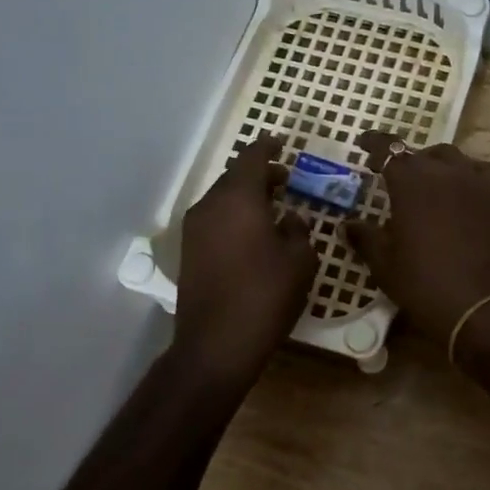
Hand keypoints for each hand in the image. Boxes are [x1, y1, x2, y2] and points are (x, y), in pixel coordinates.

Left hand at [172, 135, 318, 382]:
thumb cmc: (266, 295)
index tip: (282, 144)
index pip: (252, 157)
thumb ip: (298, 229)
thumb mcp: (301, 259)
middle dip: (259, 175)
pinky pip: (215, 219)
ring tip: (272, 208)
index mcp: (238, 198)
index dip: (268, 147)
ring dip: (246, 197)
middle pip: (234, 177)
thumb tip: (289, 218)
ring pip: (223, 199)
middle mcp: (210, 206)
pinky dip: (234, 216)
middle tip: (285, 180)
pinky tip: (253, 234)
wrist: (216, 344)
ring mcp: (194, 230)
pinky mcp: (188, 252)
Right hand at [346, 133, 489, 338]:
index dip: (374, 144)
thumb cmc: (424, 283)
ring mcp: (477, 182)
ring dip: (437, 165)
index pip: (388, 149)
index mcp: (412, 181)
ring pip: (454, 159)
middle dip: (407, 161)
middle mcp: (446, 171)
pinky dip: (466, 176)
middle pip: (422, 154)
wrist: (481, 307)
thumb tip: (348, 224)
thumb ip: (365, 237)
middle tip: (397, 177)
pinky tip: (461, 193)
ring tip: (430, 183)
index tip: (363, 145)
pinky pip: (480, 173)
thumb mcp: (384, 263)